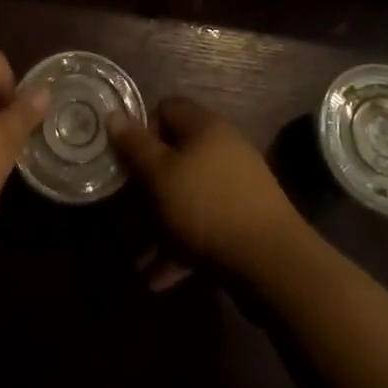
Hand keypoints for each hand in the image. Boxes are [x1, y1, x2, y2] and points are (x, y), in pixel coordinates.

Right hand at [108, 97, 309, 287]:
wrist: (273, 262)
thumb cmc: (207, 207)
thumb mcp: (161, 175)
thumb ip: (135, 146)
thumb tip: (114, 114)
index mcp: (204, 126)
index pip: (167, 109)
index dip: (143, 130)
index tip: (126, 161)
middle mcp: (221, 148)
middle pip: (175, 156)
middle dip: (148, 188)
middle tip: (126, 214)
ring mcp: (235, 185)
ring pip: (187, 196)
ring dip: (161, 225)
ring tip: (138, 258)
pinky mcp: (243, 222)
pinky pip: (204, 226)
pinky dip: (181, 247)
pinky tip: (159, 279)